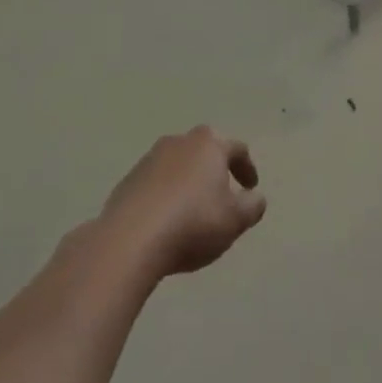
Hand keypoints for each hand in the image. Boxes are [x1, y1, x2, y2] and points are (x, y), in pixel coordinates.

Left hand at [99, 127, 266, 277]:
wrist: (129, 240)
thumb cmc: (192, 224)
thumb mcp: (235, 220)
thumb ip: (252, 206)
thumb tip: (254, 197)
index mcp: (209, 144)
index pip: (237, 148)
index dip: (247, 168)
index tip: (251, 188)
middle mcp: (179, 142)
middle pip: (204, 150)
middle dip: (215, 169)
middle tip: (222, 194)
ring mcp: (149, 159)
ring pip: (177, 165)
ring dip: (188, 182)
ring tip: (192, 210)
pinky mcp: (127, 181)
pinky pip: (155, 183)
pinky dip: (165, 195)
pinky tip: (166, 221)